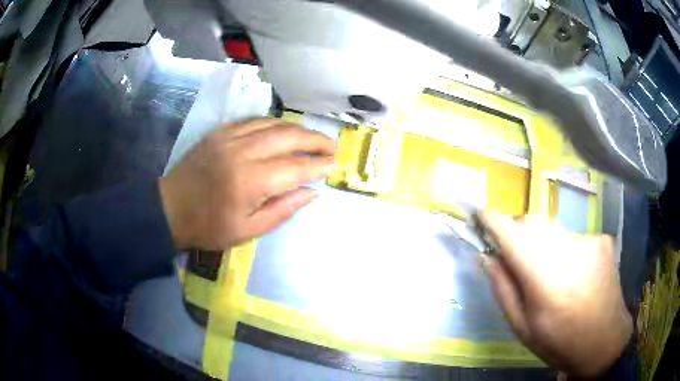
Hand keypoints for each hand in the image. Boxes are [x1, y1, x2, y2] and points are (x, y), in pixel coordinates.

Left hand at [159, 119, 335, 249]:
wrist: (170, 208)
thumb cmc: (209, 227)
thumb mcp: (248, 231)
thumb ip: (283, 210)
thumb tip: (312, 192)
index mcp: (249, 181)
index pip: (295, 167)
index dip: (317, 165)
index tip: (334, 165)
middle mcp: (242, 151)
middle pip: (289, 137)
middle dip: (315, 140)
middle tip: (332, 146)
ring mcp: (230, 137)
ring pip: (274, 124)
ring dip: (297, 129)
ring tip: (313, 137)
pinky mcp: (220, 131)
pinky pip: (254, 121)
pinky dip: (274, 124)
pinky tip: (283, 131)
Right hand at [478, 213, 631, 377]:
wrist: (604, 341)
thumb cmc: (559, 342)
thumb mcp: (522, 327)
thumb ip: (503, 289)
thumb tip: (486, 256)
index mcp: (545, 279)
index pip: (512, 235)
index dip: (492, 220)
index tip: (477, 214)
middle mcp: (569, 250)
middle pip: (532, 223)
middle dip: (516, 232)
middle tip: (514, 257)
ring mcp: (590, 241)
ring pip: (552, 228)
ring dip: (541, 242)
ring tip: (548, 272)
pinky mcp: (602, 239)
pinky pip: (572, 235)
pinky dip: (563, 247)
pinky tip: (573, 272)